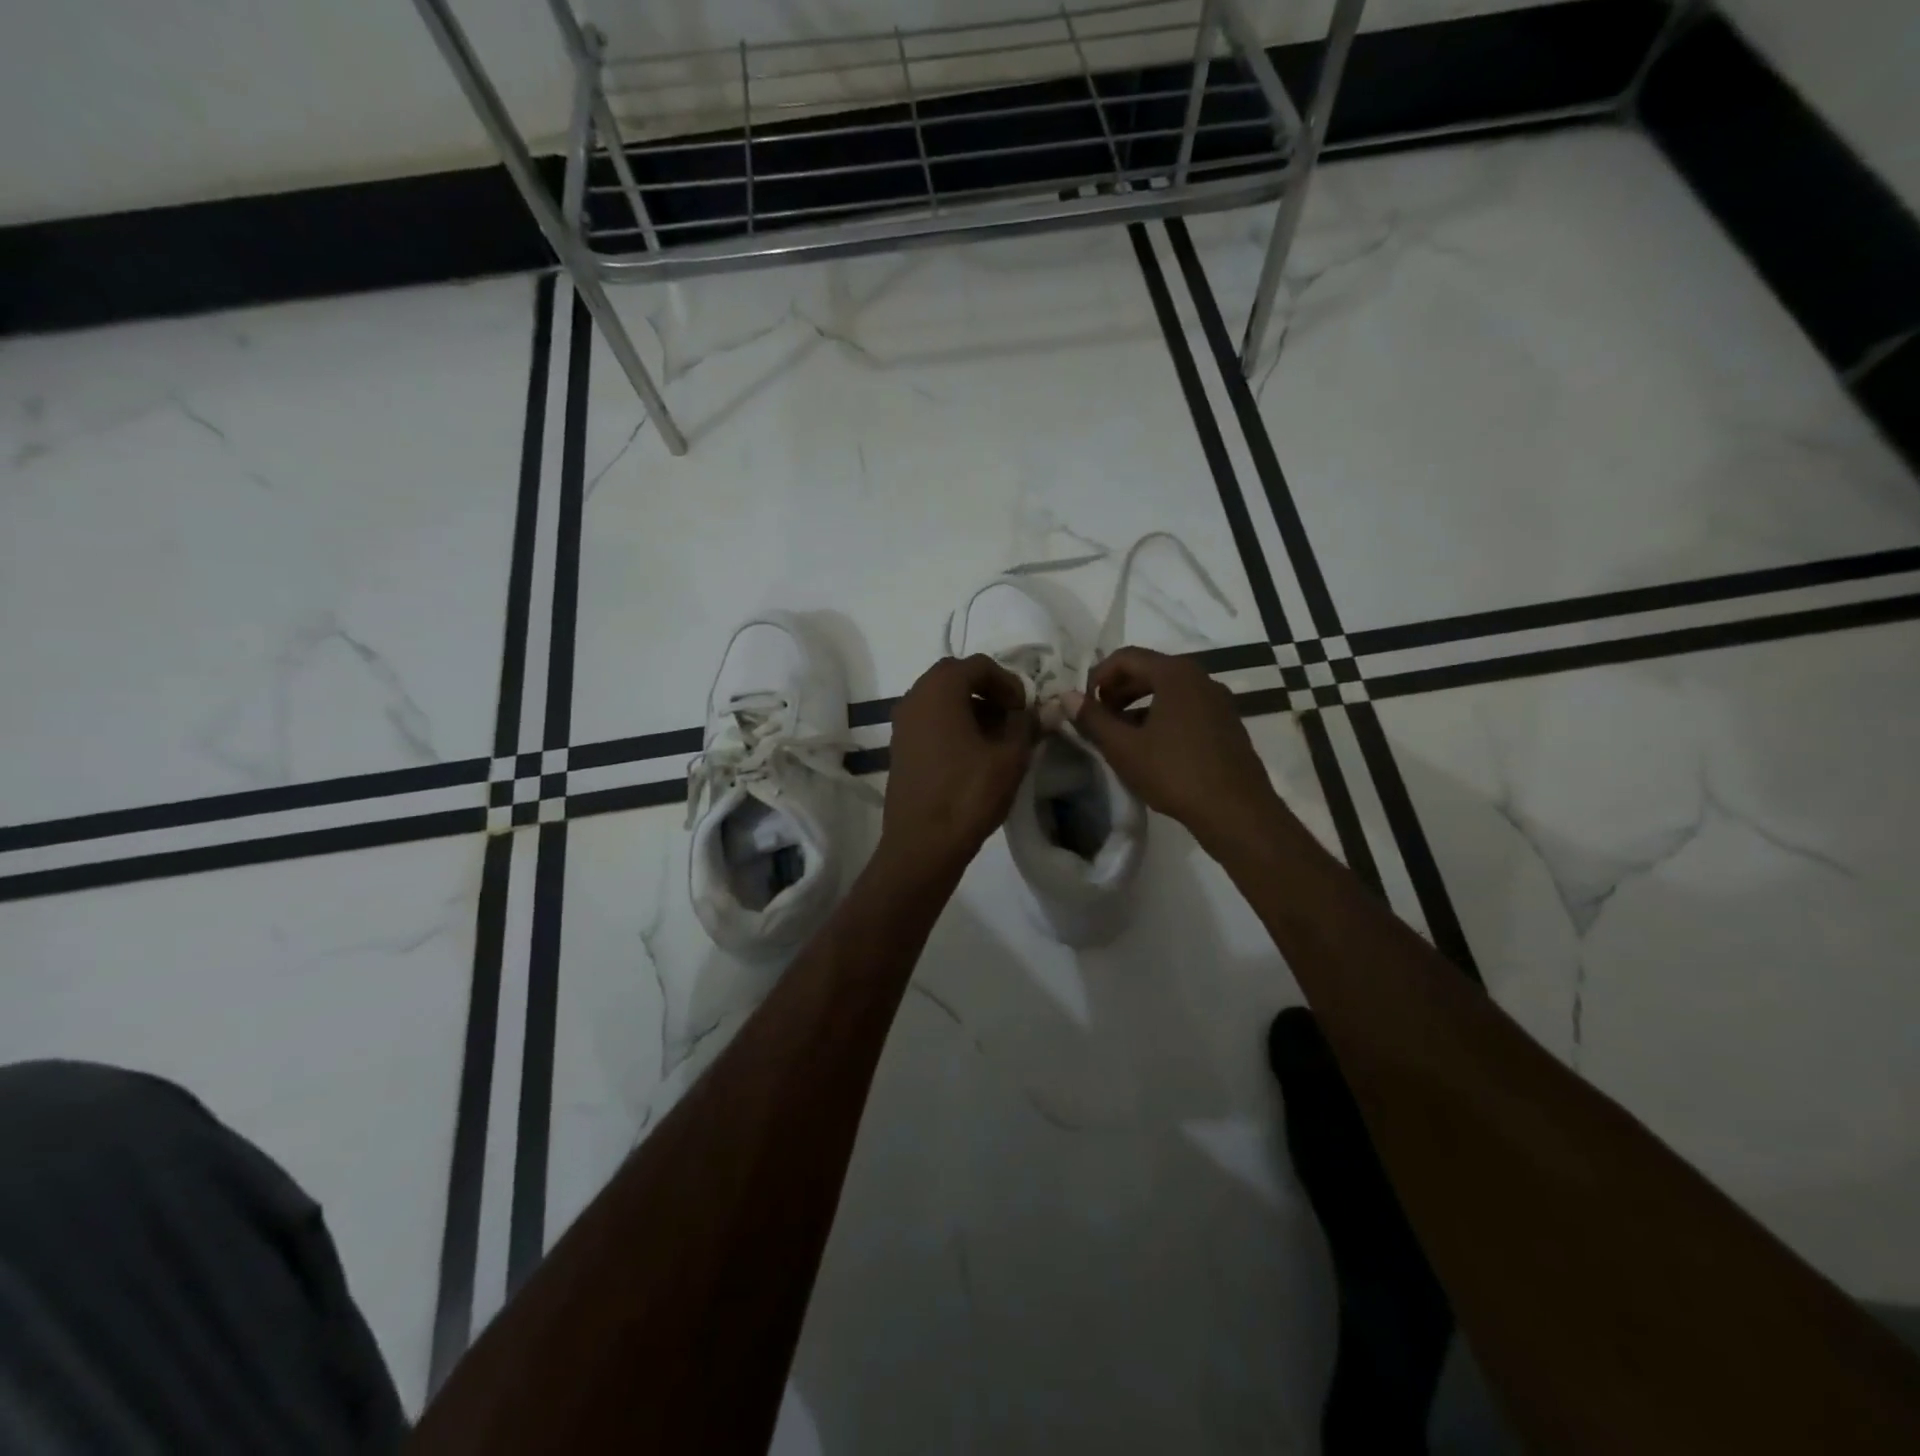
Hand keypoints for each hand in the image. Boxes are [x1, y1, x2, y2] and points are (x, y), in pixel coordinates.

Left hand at [883, 655, 1034, 879]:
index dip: (1008, 681)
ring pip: (941, 700)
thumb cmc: (968, 794)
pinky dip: (954, 725)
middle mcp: (914, 697)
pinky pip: (930, 721)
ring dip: (971, 709)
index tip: (1025, 708)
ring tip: (998, 738)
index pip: (978, 664)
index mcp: (939, 689)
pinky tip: (975, 754)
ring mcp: (902, 724)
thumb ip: (1027, 724)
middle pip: (956, 677)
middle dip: (989, 692)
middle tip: (1013, 718)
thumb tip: (1043, 709)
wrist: (922, 844)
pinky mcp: (900, 748)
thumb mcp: (1010, 757)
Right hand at [1066, 647, 1284, 854]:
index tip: (1084, 704)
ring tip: (1120, 736)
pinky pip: (1186, 708)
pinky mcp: (1227, 724)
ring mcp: (1218, 701)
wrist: (1237, 811)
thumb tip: (1066, 696)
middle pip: (1149, 670)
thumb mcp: (1123, 748)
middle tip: (1099, 718)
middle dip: (1117, 690)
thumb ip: (1092, 718)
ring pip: (1168, 691)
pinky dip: (1162, 717)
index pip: (1126, 657)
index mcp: (1175, 674)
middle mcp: (1201, 678)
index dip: (1098, 676)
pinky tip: (1151, 748)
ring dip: (1138, 705)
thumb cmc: (1175, 773)